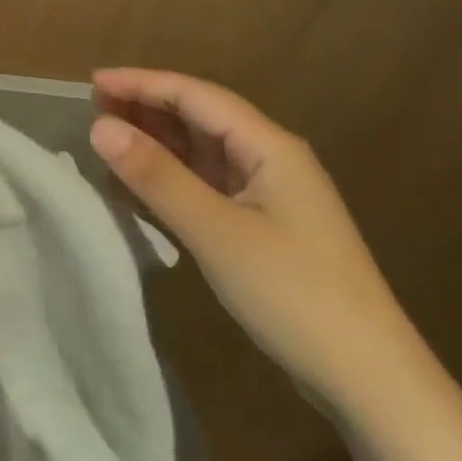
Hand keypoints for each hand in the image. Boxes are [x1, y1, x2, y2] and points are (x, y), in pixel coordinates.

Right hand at [89, 67, 420, 419]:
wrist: (369, 379)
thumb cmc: (294, 293)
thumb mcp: (216, 231)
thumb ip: (157, 176)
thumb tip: (100, 127)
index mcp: (269, 147)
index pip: (196, 96)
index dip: (143, 83)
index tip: (93, 81)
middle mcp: (269, 160)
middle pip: (200, 118)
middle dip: (147, 107)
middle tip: (93, 106)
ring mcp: (267, 195)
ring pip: (202, 151)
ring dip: (157, 141)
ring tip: (108, 136)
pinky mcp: (261, 227)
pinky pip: (206, 185)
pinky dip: (170, 177)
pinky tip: (139, 184)